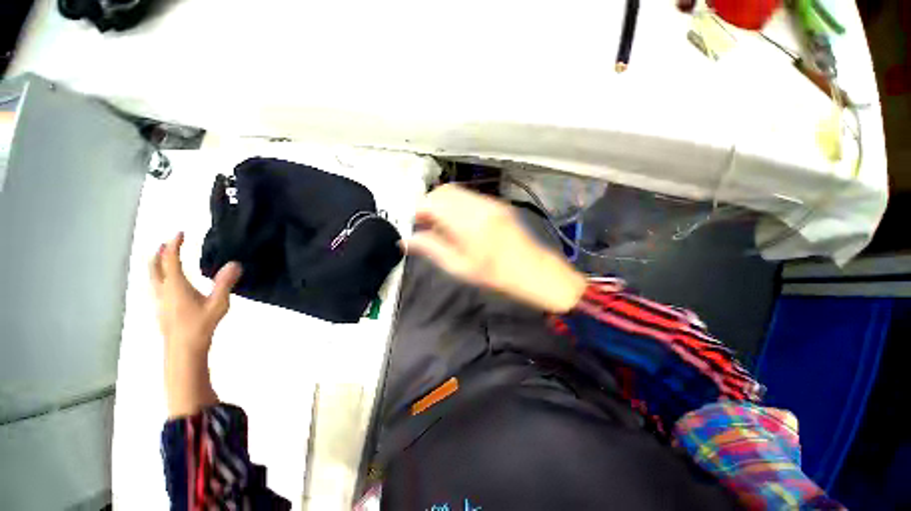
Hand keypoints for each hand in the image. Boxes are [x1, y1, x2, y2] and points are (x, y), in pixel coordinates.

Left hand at [149, 232, 240, 416]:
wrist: (183, 349)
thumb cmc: (200, 325)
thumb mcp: (218, 304)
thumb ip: (225, 283)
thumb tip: (235, 264)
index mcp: (175, 286)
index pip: (170, 259)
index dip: (174, 244)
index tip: (180, 233)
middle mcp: (162, 289)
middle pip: (154, 266)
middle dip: (160, 252)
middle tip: (169, 243)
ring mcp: (159, 300)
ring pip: (152, 276)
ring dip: (157, 263)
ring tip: (166, 258)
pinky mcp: (160, 308)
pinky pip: (155, 285)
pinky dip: (160, 275)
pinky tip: (170, 282)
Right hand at [406, 185, 586, 312]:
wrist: (534, 271)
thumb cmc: (496, 275)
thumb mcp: (460, 267)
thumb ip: (432, 249)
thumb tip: (406, 241)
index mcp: (468, 222)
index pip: (433, 202)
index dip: (418, 210)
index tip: (413, 224)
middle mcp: (479, 205)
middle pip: (444, 191)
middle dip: (429, 204)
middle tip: (426, 224)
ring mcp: (491, 202)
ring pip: (457, 192)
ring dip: (443, 203)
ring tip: (441, 225)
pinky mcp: (497, 204)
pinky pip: (470, 197)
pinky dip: (457, 204)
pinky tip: (459, 222)